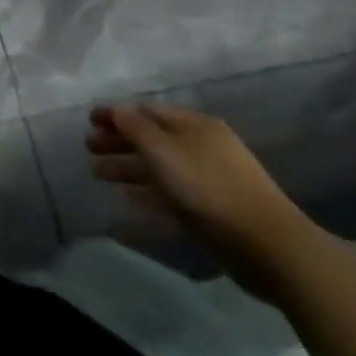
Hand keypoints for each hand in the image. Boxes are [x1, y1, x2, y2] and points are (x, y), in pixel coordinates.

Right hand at [86, 104, 319, 295]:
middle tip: (89, 149)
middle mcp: (202, 146)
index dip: (115, 114)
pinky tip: (128, 201)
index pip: (146, 111)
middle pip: (151, 138)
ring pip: (159, 166)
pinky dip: (148, 193)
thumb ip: (134, 127)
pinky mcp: (212, 208)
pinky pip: (171, 193)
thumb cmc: (208, 188)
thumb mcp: (163, 151)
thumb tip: (115, 109)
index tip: (88, 122)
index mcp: (194, 125)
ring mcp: (209, 178)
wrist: (267, 245)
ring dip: (128, 168)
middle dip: (118, 142)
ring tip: (98, 174)